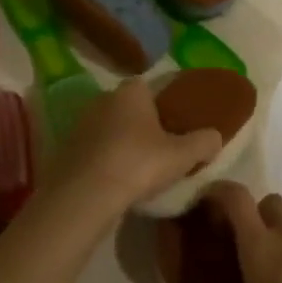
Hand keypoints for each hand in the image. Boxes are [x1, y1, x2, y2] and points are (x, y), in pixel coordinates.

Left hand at [43, 80, 222, 208]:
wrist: (84, 196)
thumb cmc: (138, 164)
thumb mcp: (183, 155)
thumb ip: (204, 142)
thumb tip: (215, 137)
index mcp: (131, 91)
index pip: (152, 85)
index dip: (167, 101)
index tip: (179, 120)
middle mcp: (103, 99)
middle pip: (130, 107)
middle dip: (145, 122)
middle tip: (164, 144)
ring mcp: (80, 124)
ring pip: (111, 128)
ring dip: (124, 142)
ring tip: (142, 165)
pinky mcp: (66, 150)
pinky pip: (95, 149)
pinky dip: (107, 159)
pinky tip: (118, 178)